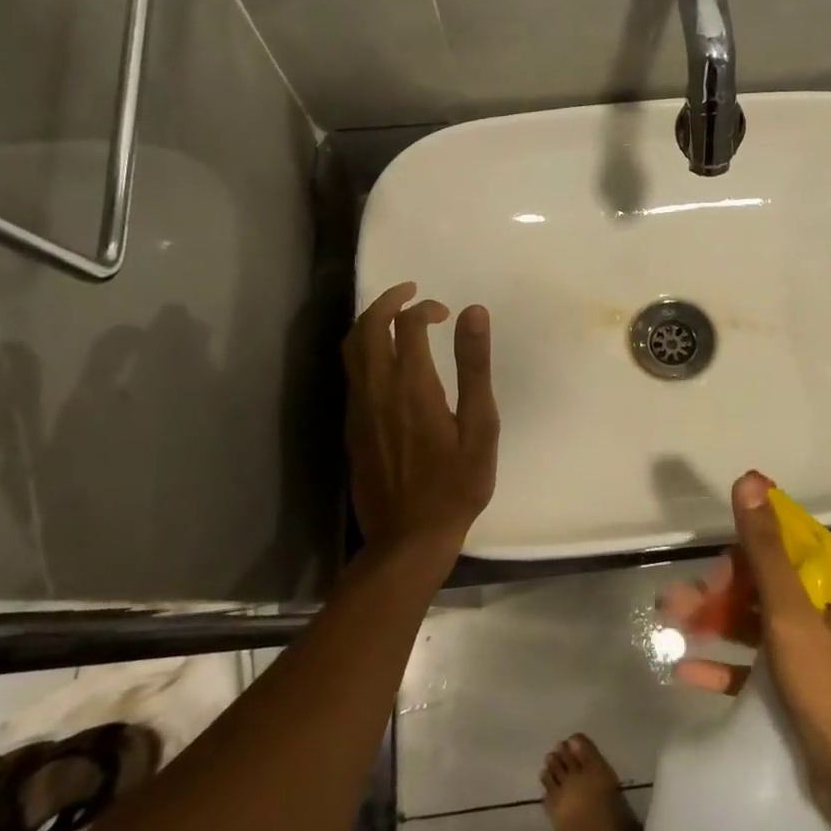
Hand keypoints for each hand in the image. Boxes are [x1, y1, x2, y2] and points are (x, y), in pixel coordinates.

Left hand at [343, 282, 498, 560]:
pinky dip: (364, 350)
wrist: (408, 538)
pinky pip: (351, 373)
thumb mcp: (480, 426)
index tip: (445, 313)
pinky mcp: (351, 427)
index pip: (407, 325)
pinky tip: (386, 360)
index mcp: (412, 386)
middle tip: (411, 293)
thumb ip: (474, 367)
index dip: (424, 308)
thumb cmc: (456, 484)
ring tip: (394, 317)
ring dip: (370, 323)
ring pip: (351, 349)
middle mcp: (376, 390)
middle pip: (368, 328)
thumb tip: (472, 312)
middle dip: (387, 302)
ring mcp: (358, 409)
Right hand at [660, 471, 830, 825]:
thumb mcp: (792, 616)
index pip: (788, 538)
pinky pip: (756, 667)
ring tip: (669, 623)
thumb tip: (749, 481)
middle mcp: (824, 610)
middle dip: (719, 586)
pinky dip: (725, 665)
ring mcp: (813, 652)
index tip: (711, 546)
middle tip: (676, 599)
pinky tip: (687, 671)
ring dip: (714, 620)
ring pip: (755, 621)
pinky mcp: (800, 691)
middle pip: (764, 581)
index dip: (748, 536)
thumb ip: (767, 550)